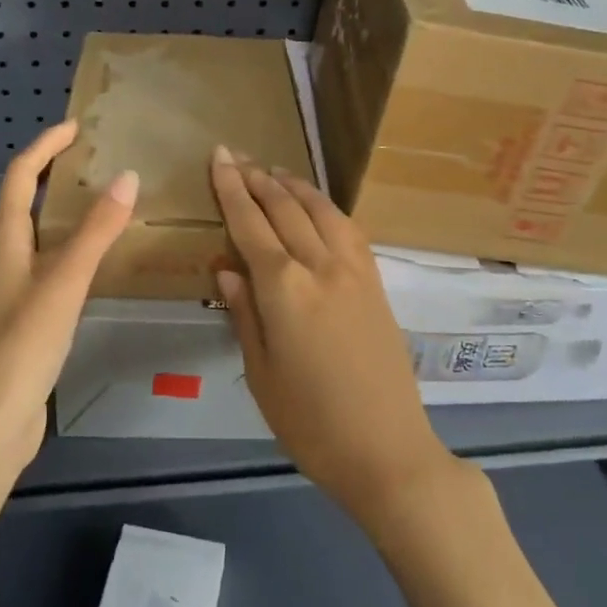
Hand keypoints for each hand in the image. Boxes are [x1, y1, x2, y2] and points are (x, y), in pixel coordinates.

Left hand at [0, 121, 137, 467]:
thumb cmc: (22, 345)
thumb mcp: (64, 282)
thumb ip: (96, 230)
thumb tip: (127, 176)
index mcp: (3, 240)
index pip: (20, 177)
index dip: (45, 147)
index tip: (77, 128)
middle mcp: (1, 257)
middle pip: (23, 201)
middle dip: (54, 174)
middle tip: (97, 162)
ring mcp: (9, 288)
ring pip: (36, 234)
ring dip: (63, 211)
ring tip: (104, 203)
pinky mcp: (21, 315)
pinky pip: (46, 263)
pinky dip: (69, 247)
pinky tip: (96, 262)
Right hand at [209, 147, 455, 530]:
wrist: (387, 450)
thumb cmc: (311, 423)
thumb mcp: (261, 374)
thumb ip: (244, 313)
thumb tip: (226, 268)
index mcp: (284, 290)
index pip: (251, 224)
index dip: (232, 188)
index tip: (219, 157)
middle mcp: (320, 266)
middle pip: (285, 208)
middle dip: (258, 178)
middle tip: (237, 156)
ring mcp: (354, 270)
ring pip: (320, 209)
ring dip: (293, 185)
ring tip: (272, 170)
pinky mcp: (375, 281)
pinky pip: (348, 228)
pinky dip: (326, 206)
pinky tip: (316, 204)